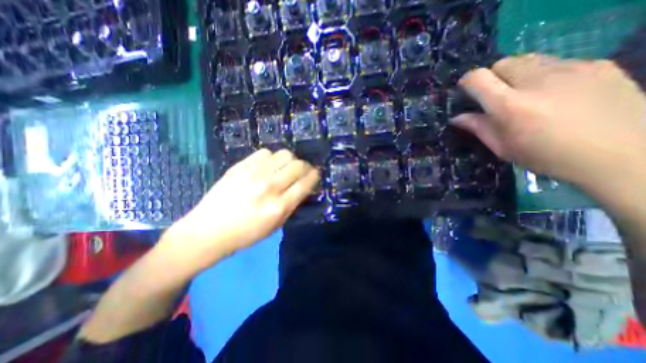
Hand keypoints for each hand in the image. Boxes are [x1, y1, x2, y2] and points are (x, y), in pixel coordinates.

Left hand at [161, 149, 318, 271]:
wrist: (208, 231)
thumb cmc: (245, 234)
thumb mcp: (275, 226)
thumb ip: (292, 204)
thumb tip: (303, 185)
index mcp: (279, 206)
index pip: (305, 183)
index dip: (314, 176)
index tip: (315, 174)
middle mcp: (269, 187)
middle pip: (298, 164)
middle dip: (304, 167)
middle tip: (300, 171)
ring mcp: (254, 174)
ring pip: (284, 154)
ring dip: (289, 161)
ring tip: (283, 168)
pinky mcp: (240, 166)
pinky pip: (265, 152)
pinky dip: (271, 158)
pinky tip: (266, 166)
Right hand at [454, 55, 645, 183]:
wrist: (622, 154)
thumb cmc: (546, 156)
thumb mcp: (503, 147)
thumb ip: (478, 128)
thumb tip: (457, 117)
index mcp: (510, 105)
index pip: (479, 78)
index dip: (467, 81)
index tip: (466, 90)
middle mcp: (537, 81)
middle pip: (503, 63)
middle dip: (493, 76)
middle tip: (497, 95)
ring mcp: (571, 69)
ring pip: (529, 60)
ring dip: (518, 74)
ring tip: (527, 94)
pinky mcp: (597, 65)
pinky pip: (558, 62)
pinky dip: (546, 75)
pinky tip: (557, 94)